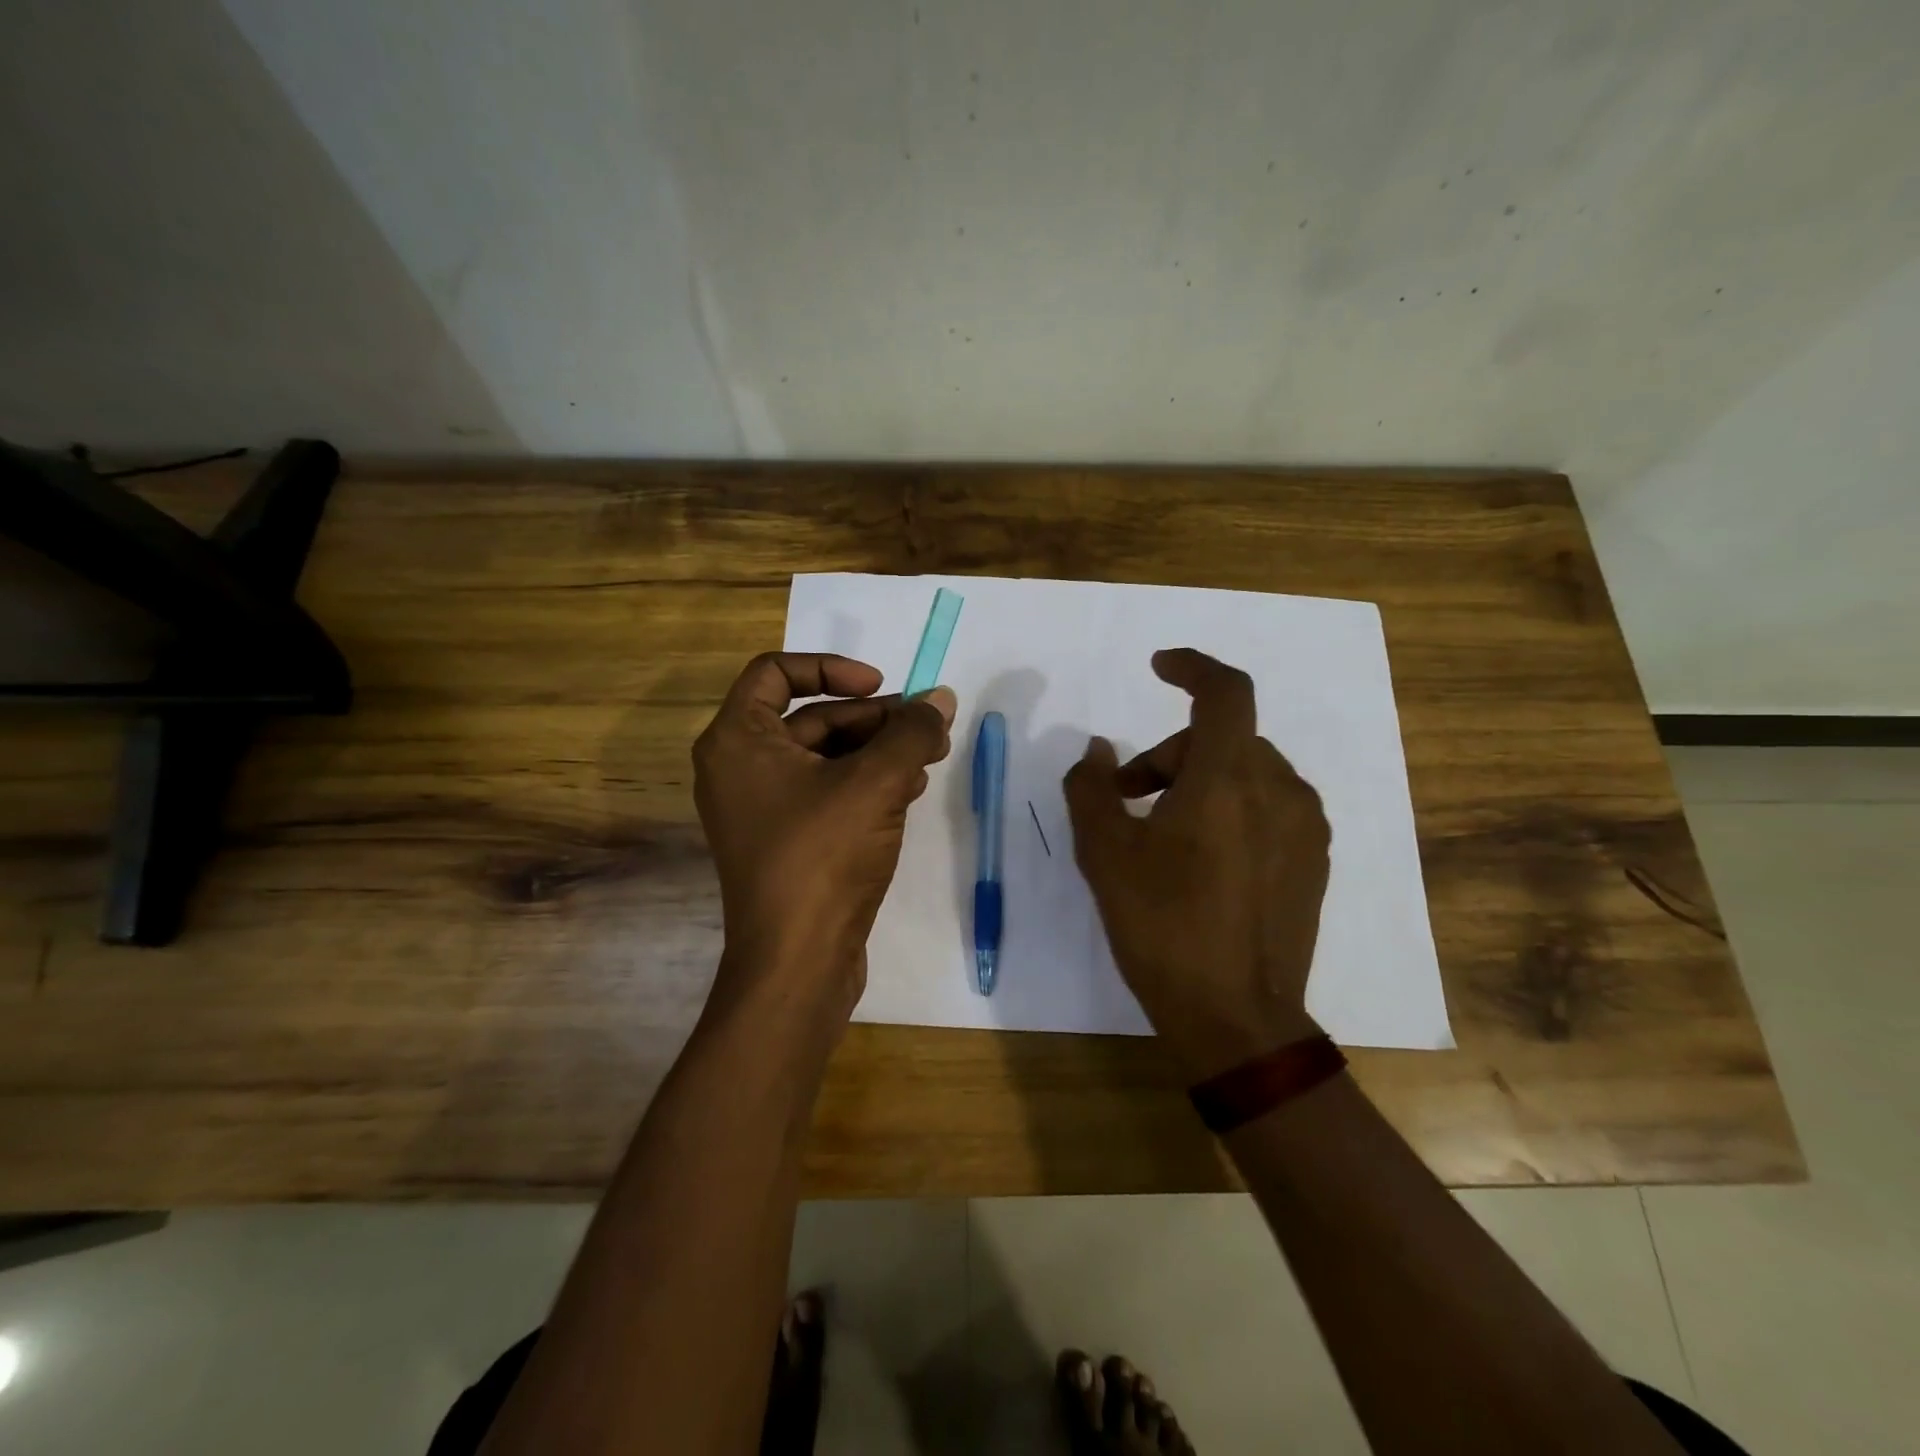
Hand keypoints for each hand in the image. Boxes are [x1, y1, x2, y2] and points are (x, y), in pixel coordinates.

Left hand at [693, 652, 955, 1028]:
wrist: (798, 962)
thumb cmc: (824, 856)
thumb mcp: (876, 782)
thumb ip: (912, 731)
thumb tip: (941, 697)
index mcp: (738, 740)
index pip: (776, 672)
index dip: (831, 668)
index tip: (881, 685)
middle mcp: (740, 768)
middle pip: (812, 717)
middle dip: (874, 719)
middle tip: (927, 729)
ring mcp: (761, 809)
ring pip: (826, 757)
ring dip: (878, 752)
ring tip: (928, 759)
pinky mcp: (786, 842)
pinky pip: (827, 793)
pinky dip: (866, 784)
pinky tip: (908, 792)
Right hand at [1063, 649, 1329, 1079]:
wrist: (1235, 1016)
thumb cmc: (1163, 926)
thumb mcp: (1104, 854)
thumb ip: (1092, 788)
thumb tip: (1098, 752)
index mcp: (1229, 779)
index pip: (1225, 692)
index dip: (1192, 667)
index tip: (1159, 667)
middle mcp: (1279, 790)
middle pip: (1221, 739)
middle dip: (1167, 756)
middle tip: (1125, 801)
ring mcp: (1304, 827)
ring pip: (1245, 772)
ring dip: (1197, 782)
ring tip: (1159, 833)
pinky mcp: (1312, 861)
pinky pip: (1267, 806)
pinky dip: (1229, 807)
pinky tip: (1201, 860)